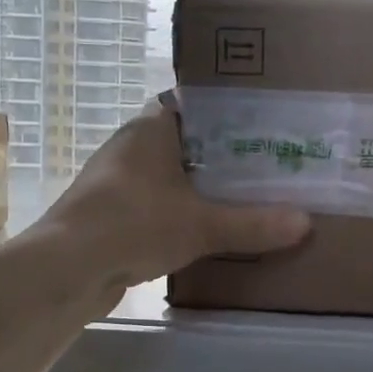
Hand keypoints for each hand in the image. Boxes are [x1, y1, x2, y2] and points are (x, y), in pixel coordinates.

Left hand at [38, 97, 309, 296]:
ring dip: (200, 184)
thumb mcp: (201, 224)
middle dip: (221, 152)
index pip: (193, 102)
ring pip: (170, 173)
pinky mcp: (112, 213)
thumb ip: (252, 224)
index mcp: (150, 127)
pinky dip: (180, 210)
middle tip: (265, 161)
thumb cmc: (133, 224)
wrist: (67, 269)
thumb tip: (306, 223)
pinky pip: (156, 202)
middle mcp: (131, 146)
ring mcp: (117, 180)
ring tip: (245, 194)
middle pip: (186, 140)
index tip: (261, 122)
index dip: (226, 110)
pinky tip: (207, 228)